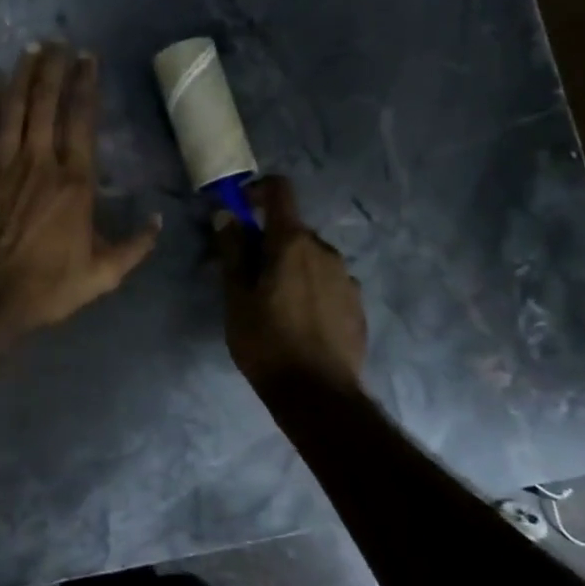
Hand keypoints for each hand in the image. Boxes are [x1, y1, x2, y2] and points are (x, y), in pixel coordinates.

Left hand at [0, 42, 160, 335]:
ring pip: (12, 108)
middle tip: (58, 42)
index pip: (82, 120)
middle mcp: (38, 162)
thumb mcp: (103, 275)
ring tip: (30, 50)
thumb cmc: (46, 286)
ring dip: (22, 76)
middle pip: (46, 103)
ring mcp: (1, 165)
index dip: (85, 84)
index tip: (88, 58)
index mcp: (74, 181)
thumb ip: (134, 246)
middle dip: (53, 68)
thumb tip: (158, 220)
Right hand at [216, 176, 368, 392]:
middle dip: (269, 242)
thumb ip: (233, 251)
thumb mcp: (236, 297)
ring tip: (274, 304)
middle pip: (292, 230)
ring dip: (291, 266)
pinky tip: (299, 321)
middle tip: (247, 274)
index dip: (258, 190)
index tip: (241, 208)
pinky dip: (311, 288)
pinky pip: (328, 282)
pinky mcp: (357, 304)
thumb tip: (227, 215)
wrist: (318, 395)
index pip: (280, 191)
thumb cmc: (266, 342)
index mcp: (292, 243)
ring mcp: (346, 278)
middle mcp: (325, 250)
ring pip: (311, 258)